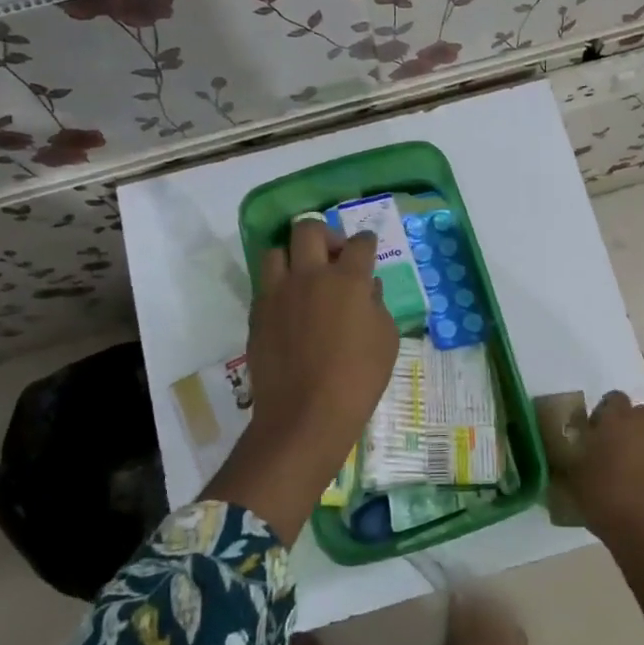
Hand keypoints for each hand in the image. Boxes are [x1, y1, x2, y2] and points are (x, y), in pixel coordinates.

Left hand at [205, 220, 398, 542]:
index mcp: (347, 280)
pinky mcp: (258, 313)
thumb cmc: (357, 379)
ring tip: (304, 277)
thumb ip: (377, 305)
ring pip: (277, 251)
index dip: (366, 242)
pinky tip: (291, 307)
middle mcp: (309, 276)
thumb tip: (367, 288)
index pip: (359, 243)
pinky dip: (280, 286)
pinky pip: (265, 284)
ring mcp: (278, 293)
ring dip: (293, 257)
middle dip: (325, 234)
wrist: (304, 415)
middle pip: (309, 229)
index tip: (367, 248)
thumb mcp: (386, 341)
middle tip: (334, 255)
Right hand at [563, 392, 643, 640]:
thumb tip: (573, 451)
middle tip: (612, 452)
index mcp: (618, 420)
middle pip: (639, 415)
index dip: (604, 413)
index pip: (614, 398)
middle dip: (628, 428)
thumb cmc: (606, 499)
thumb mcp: (574, 477)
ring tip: (632, 472)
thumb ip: (575, 456)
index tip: (594, 434)